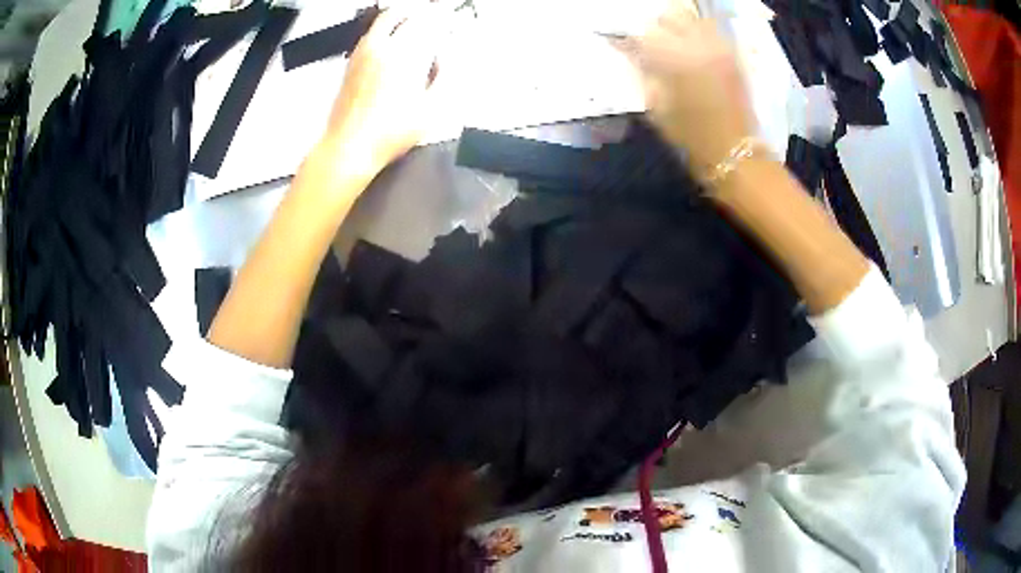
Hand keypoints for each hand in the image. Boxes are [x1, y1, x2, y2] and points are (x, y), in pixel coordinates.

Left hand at [318, 4, 450, 182]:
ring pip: (381, 22)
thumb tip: (445, 59)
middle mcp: (381, 48)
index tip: (450, 22)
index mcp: (404, 55)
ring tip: (411, 24)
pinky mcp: (349, 65)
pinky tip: (389, 43)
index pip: (427, 23)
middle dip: (419, 13)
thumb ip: (443, 78)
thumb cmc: (390, 132)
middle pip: (400, 14)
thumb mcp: (431, 110)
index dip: (441, 19)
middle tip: (431, 17)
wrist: (348, 147)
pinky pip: (369, 36)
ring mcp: (361, 55)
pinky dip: (383, 31)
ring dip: (399, 18)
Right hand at [616, 4, 755, 174]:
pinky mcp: (732, 53)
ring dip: (678, 26)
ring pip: (692, 17)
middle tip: (651, 45)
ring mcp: (719, 46)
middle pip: (670, 15)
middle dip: (656, 27)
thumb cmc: (689, 135)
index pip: (644, 32)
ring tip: (674, 45)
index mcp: (674, 57)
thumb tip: (628, 50)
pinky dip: (697, 33)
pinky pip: (711, 30)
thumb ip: (640, 71)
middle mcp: (698, 43)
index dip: (629, 37)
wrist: (734, 151)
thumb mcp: (654, 105)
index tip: (621, 43)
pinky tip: (692, 50)